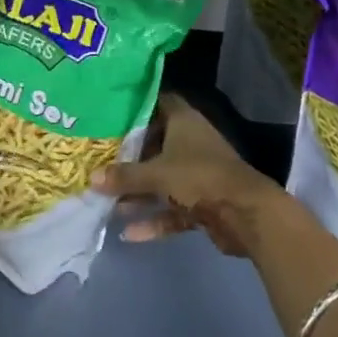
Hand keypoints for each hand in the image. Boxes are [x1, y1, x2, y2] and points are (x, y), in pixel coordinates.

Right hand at [90, 93, 284, 255]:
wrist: (246, 214)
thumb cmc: (199, 177)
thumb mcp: (157, 174)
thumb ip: (124, 176)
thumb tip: (91, 178)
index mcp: (183, 122)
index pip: (157, 103)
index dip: (136, 106)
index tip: (109, 113)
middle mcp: (191, 143)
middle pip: (156, 144)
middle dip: (130, 156)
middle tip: (99, 160)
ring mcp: (198, 174)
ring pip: (162, 180)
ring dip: (139, 193)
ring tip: (107, 203)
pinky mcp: (204, 203)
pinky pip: (173, 209)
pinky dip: (155, 219)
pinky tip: (130, 234)